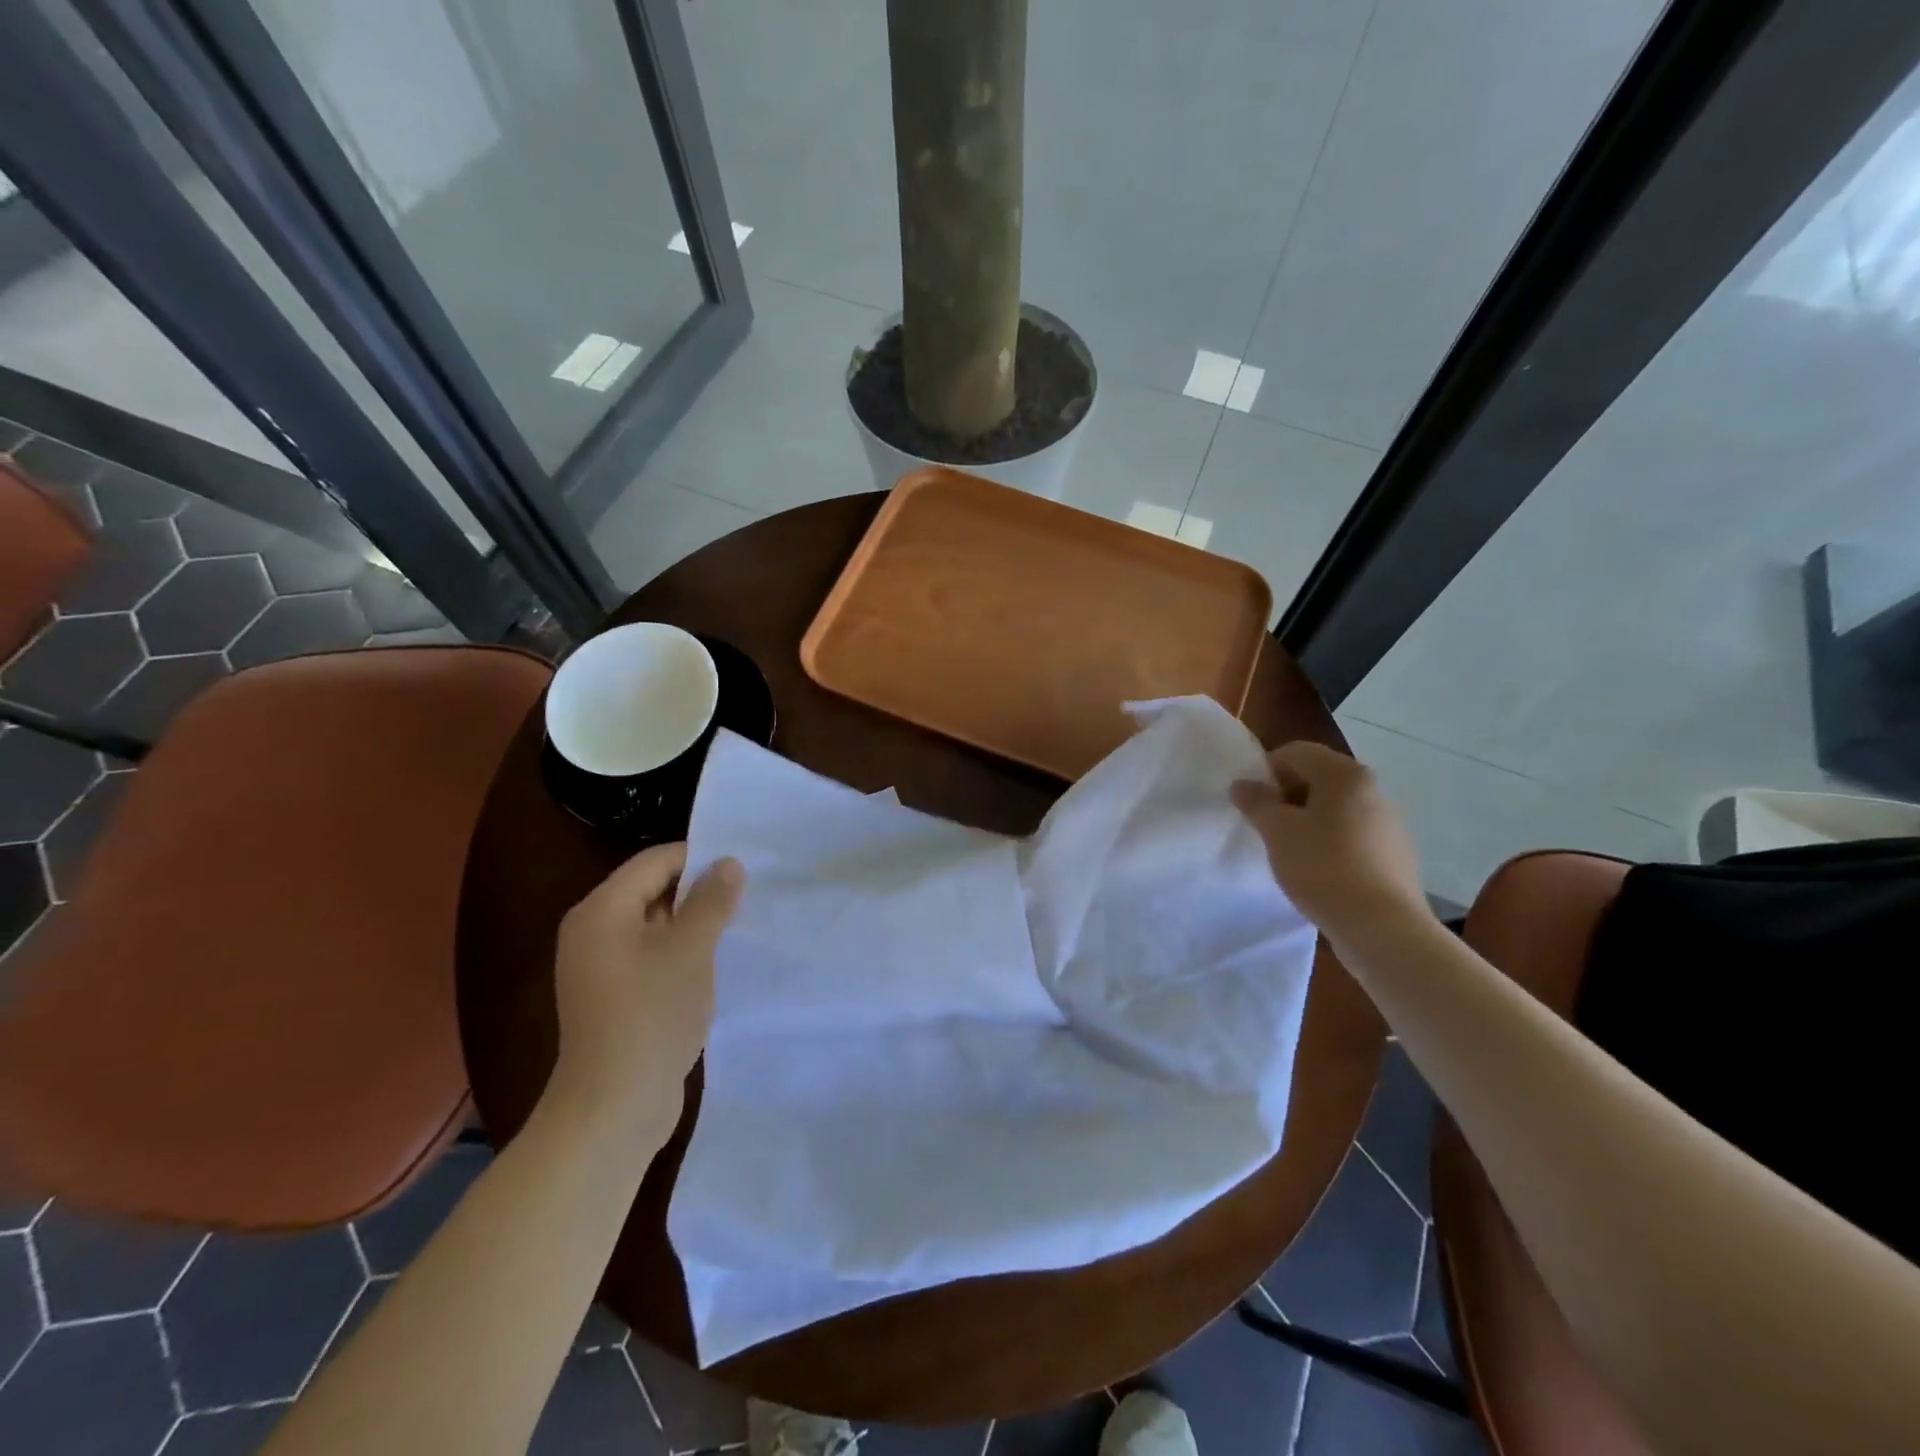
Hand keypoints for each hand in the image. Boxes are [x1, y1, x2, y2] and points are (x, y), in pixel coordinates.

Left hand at [549, 843, 743, 1133]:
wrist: (614, 1106)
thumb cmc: (652, 1015)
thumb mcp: (691, 950)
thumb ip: (711, 901)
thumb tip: (728, 863)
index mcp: (601, 910)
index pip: (654, 861)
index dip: (699, 858)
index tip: (742, 867)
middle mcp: (592, 931)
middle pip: (651, 889)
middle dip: (698, 890)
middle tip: (745, 895)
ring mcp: (599, 966)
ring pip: (654, 924)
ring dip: (693, 922)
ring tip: (736, 926)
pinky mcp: (612, 995)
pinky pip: (650, 954)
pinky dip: (679, 951)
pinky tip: (712, 962)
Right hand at [1231, 741, 1426, 943]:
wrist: (1381, 927)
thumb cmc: (1322, 867)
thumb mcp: (1277, 831)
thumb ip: (1256, 802)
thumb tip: (1243, 785)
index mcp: (1345, 775)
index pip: (1296, 752)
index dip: (1266, 771)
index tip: (1251, 802)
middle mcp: (1373, 789)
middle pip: (1318, 778)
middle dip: (1286, 796)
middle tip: (1266, 826)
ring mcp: (1389, 823)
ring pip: (1336, 808)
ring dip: (1308, 820)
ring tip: (1290, 851)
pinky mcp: (1396, 854)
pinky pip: (1353, 835)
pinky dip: (1330, 842)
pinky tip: (1318, 871)